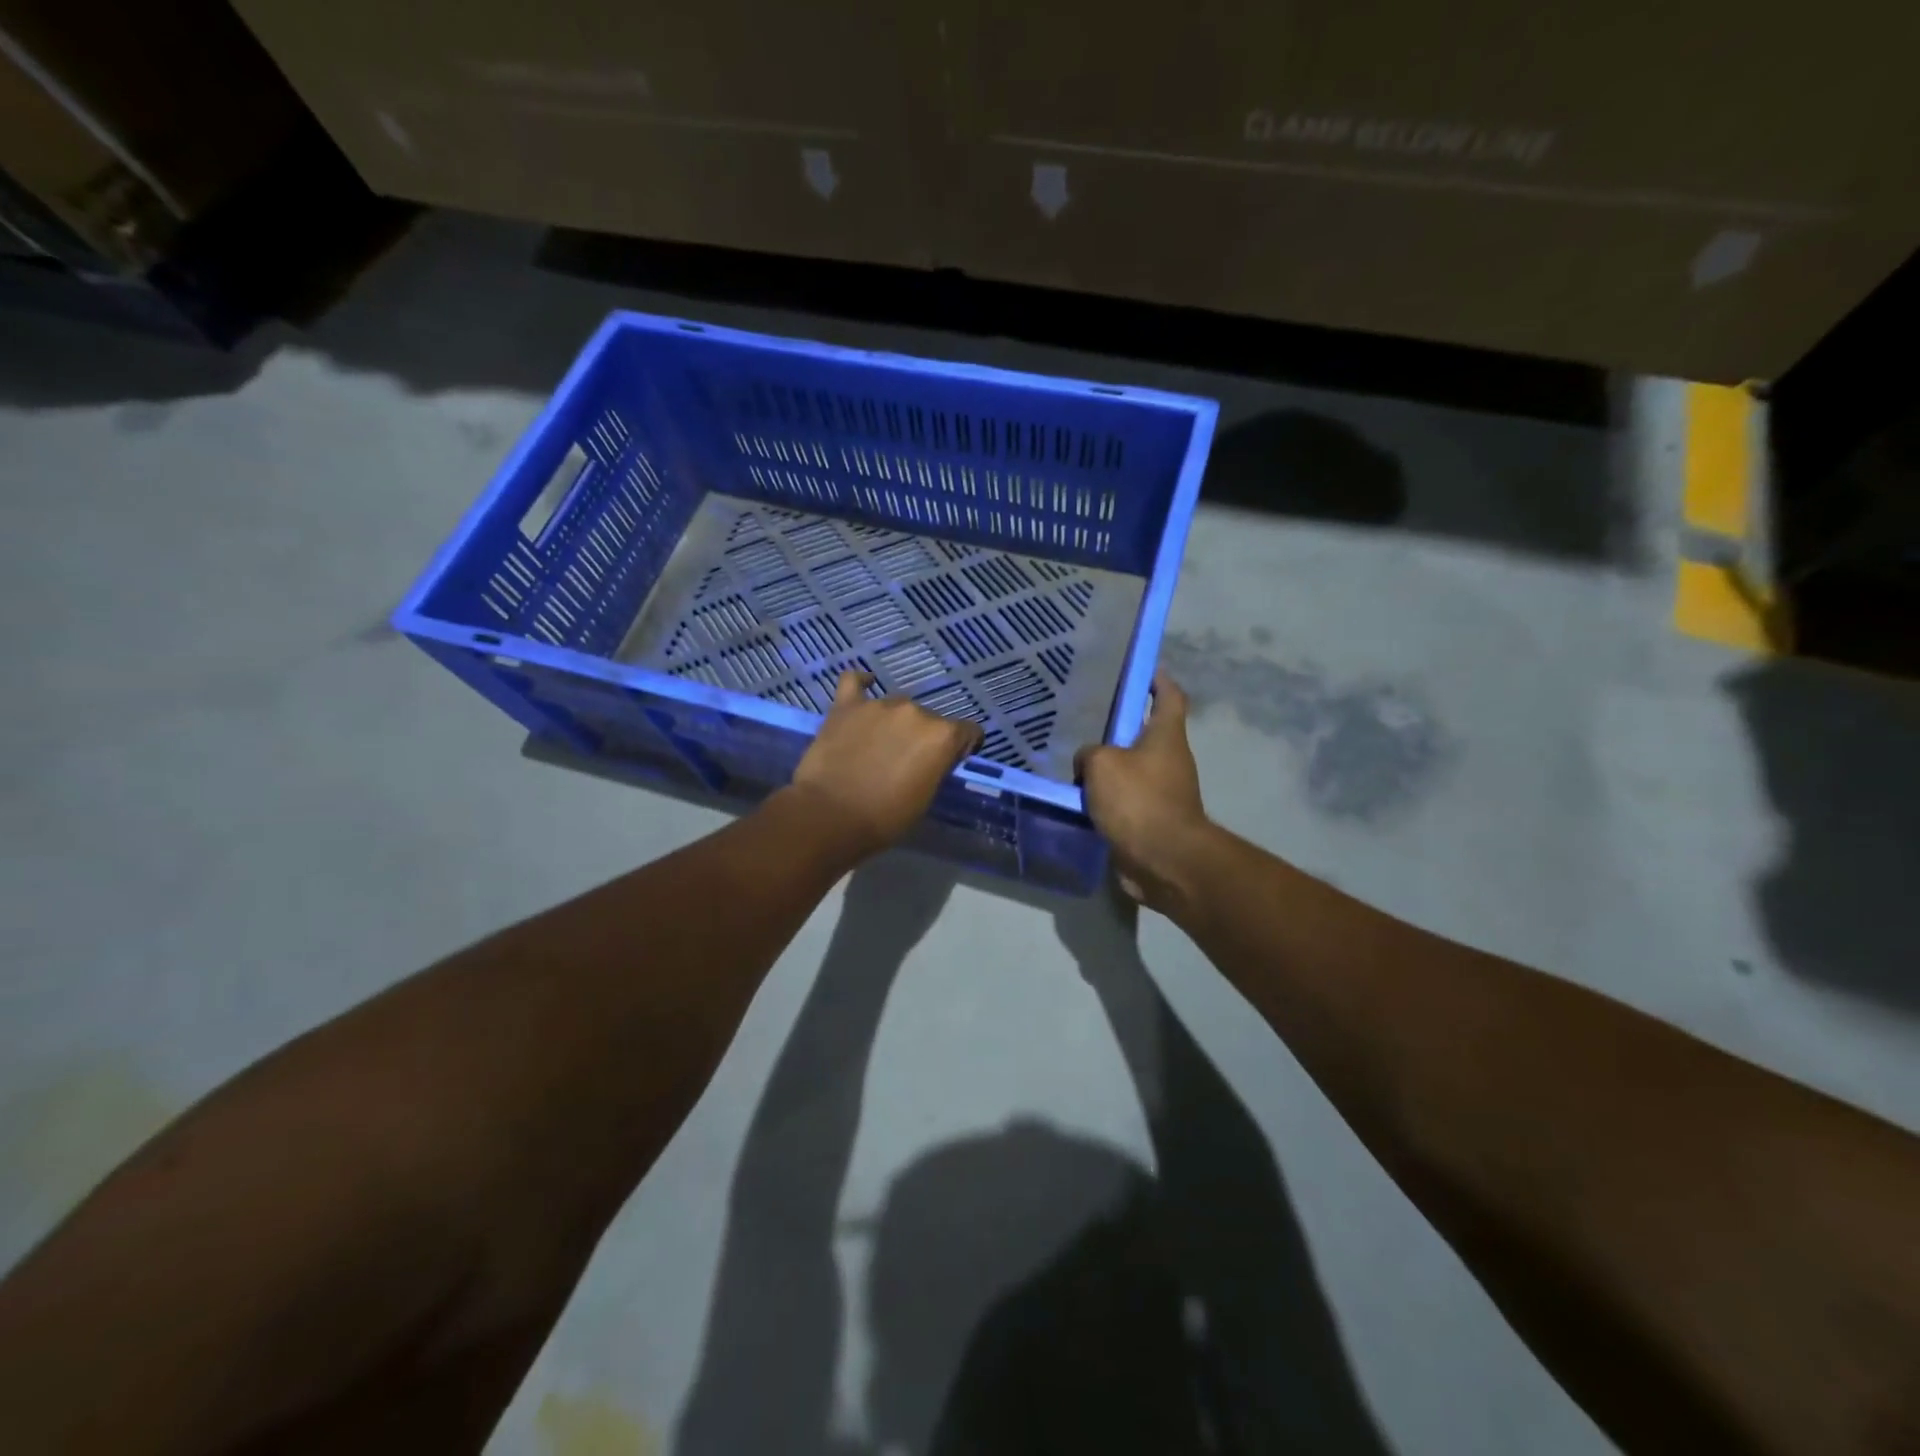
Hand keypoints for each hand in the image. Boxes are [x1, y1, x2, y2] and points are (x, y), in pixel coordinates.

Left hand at [786, 671, 983, 857]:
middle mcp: (915, 711)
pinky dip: (861, 684)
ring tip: (878, 744)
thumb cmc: (884, 818)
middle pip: (929, 719)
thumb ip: (934, 768)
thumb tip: (930, 759)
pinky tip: (864, 687)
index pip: (968, 731)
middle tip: (906, 761)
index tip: (949, 762)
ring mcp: (879, 705)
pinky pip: (854, 682)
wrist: (829, 816)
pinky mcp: (846, 706)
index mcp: (941, 736)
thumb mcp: (925, 799)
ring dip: (894, 722)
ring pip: (896, 707)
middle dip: (923, 737)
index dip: (962, 748)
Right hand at [1075, 671, 1215, 911]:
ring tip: (1072, 760)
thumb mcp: (1102, 764)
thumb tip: (1088, 764)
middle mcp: (1169, 760)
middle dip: (1119, 726)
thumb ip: (1090, 753)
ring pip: (1130, 768)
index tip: (1142, 669)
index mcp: (1166, 736)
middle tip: (1086, 718)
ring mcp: (1162, 792)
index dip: (1158, 680)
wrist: (1163, 860)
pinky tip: (1077, 796)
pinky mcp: (1150, 820)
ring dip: (1107, 766)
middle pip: (1145, 733)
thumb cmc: (1138, 800)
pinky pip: (1122, 800)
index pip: (1169, 696)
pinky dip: (1103, 797)